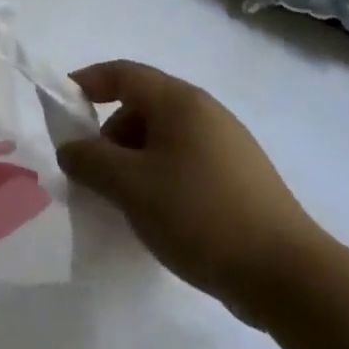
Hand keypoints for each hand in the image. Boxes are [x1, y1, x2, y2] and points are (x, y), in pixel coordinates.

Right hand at [57, 60, 323, 324]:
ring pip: (163, 138)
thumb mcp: (130, 186)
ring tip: (122, 201)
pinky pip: (184, 162)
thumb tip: (71, 148)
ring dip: (132, 161)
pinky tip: (156, 215)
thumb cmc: (199, 214)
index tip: (61, 104)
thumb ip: (90, 160)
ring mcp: (228, 146)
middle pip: (142, 106)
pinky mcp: (240, 179)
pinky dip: (158, 177)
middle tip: (91, 173)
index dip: (88, 82)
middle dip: (108, 134)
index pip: (123, 73)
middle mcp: (206, 113)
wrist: (287, 275)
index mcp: (180, 102)